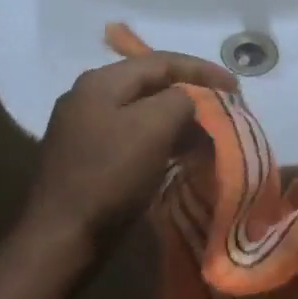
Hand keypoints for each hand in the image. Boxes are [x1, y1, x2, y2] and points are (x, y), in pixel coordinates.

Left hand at [18, 53, 236, 264]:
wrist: (61, 237)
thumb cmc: (110, 176)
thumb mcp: (153, 127)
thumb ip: (179, 100)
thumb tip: (187, 99)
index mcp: (102, 81)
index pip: (161, 61)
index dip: (202, 70)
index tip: (236, 87)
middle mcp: (88, 97)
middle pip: (150, 84)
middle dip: (190, 94)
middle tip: (223, 108)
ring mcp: (84, 128)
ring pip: (142, 112)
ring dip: (177, 119)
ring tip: (207, 133)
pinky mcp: (86, 158)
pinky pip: (132, 136)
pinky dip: (160, 140)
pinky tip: (178, 154)